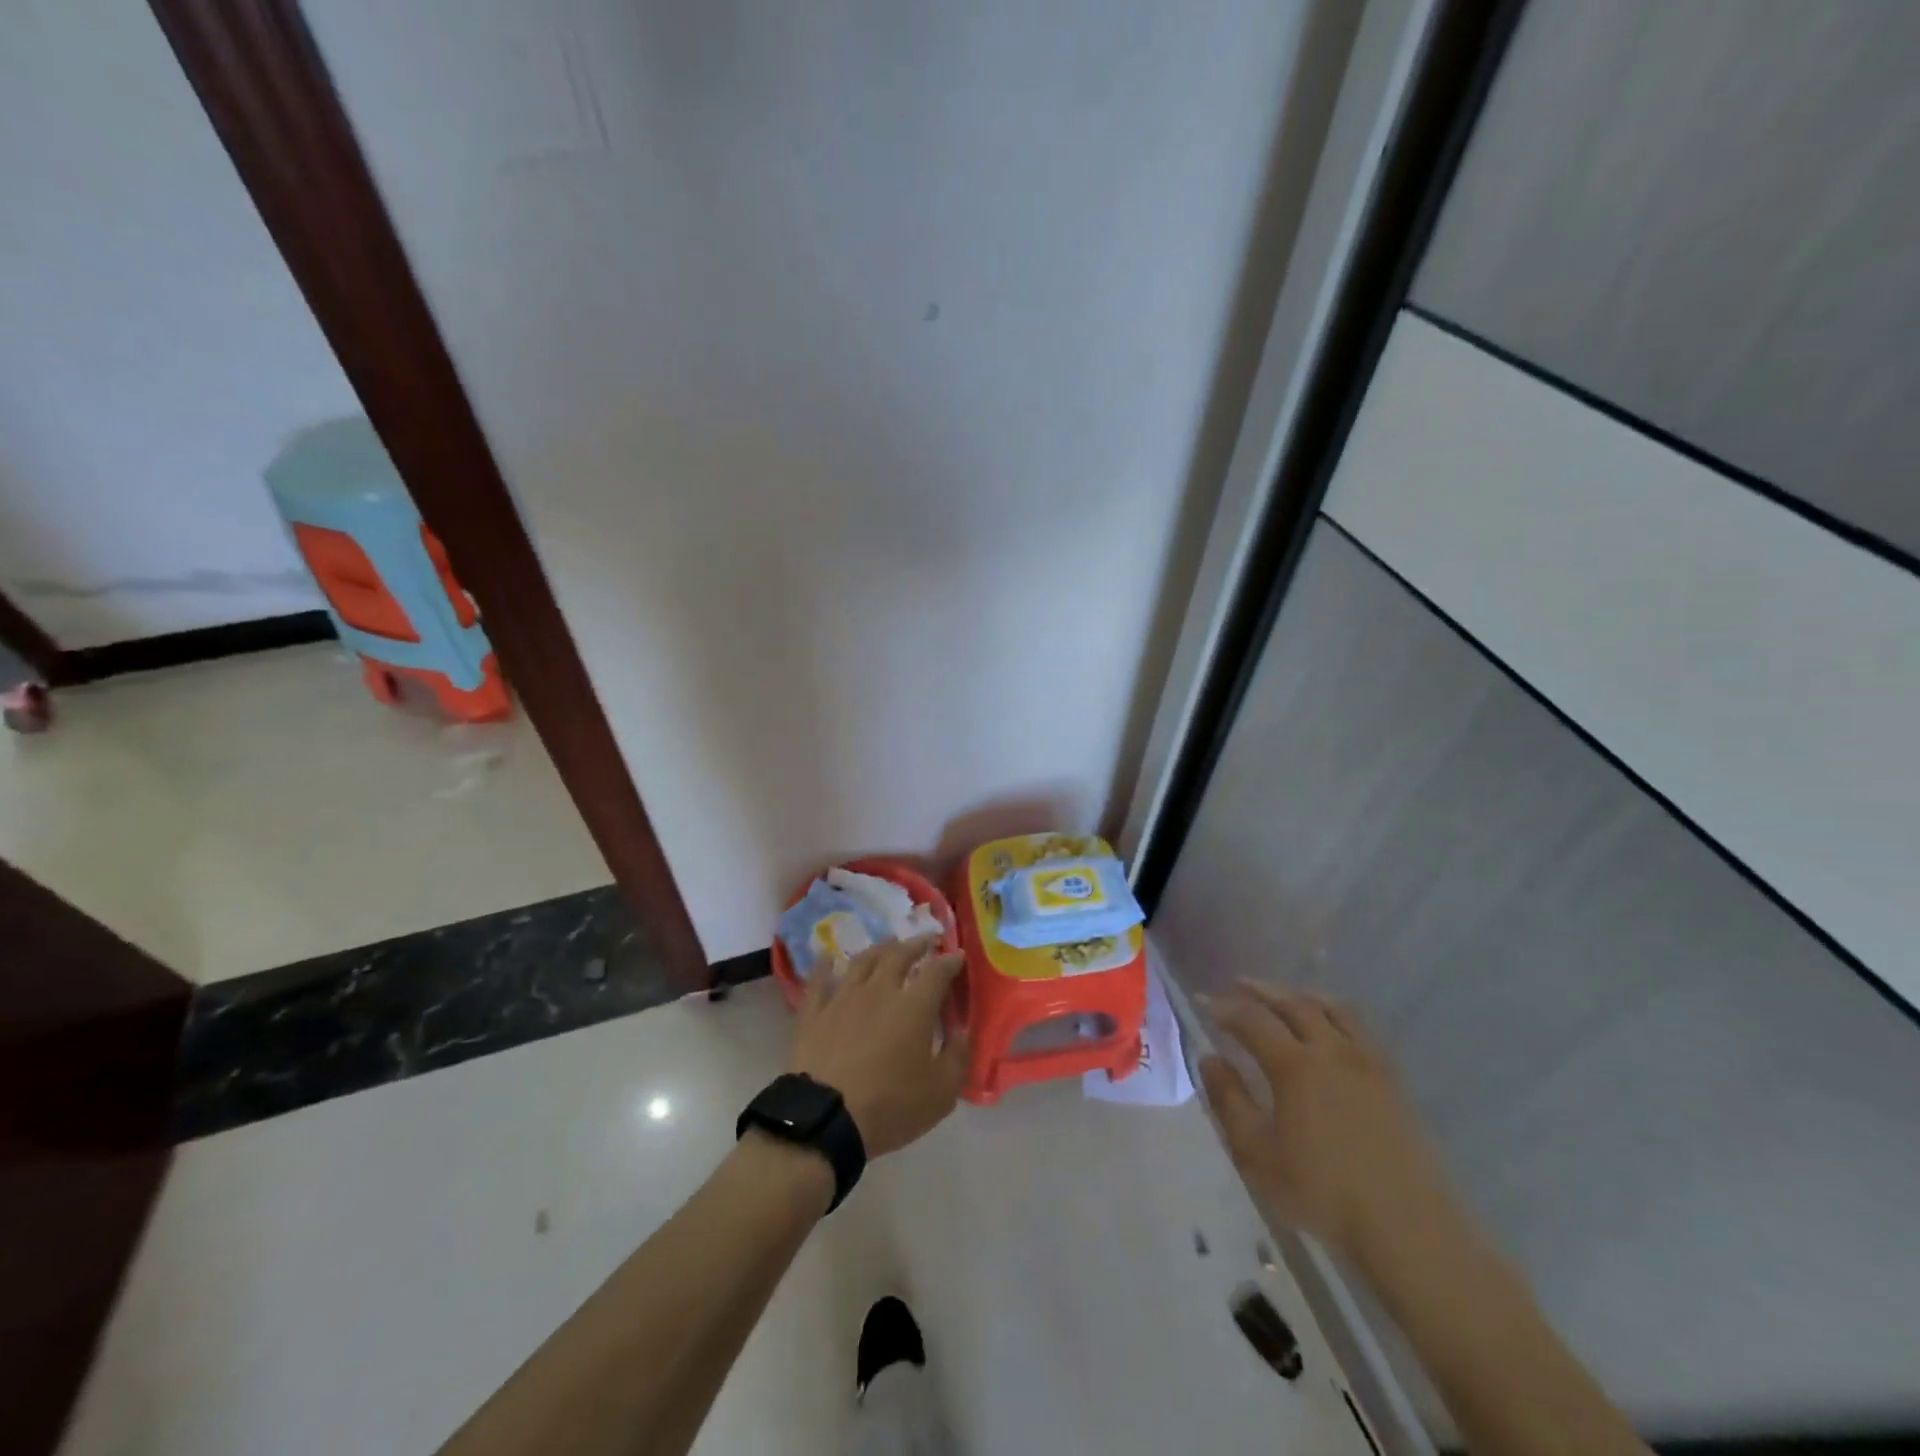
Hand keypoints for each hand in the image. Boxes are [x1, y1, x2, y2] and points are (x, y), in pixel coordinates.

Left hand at [788, 936, 968, 1158]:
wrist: (826, 1118)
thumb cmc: (890, 1106)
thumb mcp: (941, 1093)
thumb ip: (957, 1057)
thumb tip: (961, 1031)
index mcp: (914, 1006)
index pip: (937, 971)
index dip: (950, 961)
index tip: (957, 956)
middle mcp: (880, 990)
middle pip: (899, 955)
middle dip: (916, 944)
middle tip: (925, 940)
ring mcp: (843, 998)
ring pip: (863, 961)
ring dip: (879, 948)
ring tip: (888, 943)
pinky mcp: (814, 1013)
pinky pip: (819, 980)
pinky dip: (824, 965)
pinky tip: (826, 956)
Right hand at [1199, 982, 1461, 1263]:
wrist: (1408, 1229)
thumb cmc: (1322, 1193)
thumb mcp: (1257, 1154)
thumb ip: (1229, 1101)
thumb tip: (1211, 1059)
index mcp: (1295, 1066)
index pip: (1253, 1020)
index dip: (1225, 1007)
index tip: (1204, 1002)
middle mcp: (1331, 1051)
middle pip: (1293, 1004)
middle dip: (1262, 991)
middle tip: (1238, 985)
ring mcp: (1367, 1063)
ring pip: (1332, 1008)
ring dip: (1301, 995)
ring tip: (1283, 996)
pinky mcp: (1392, 1080)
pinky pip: (1360, 1028)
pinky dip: (1334, 1012)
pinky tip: (1329, 1027)